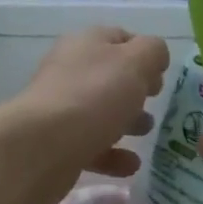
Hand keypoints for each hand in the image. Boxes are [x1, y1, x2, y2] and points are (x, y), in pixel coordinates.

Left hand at [11, 27, 169, 181]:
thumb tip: (155, 56)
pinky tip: (131, 165)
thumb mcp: (135, 62)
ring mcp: (63, 109)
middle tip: (155, 101)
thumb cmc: (94, 95)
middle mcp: (72, 71)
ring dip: (127, 122)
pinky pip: (93, 146)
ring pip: (102, 111)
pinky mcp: (59, 144)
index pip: (121, 38)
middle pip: (111, 76)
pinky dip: (114, 155)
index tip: (161, 74)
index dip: (144, 52)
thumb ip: (153, 52)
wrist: (40, 147)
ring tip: (146, 133)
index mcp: (87, 44)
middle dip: (136, 90)